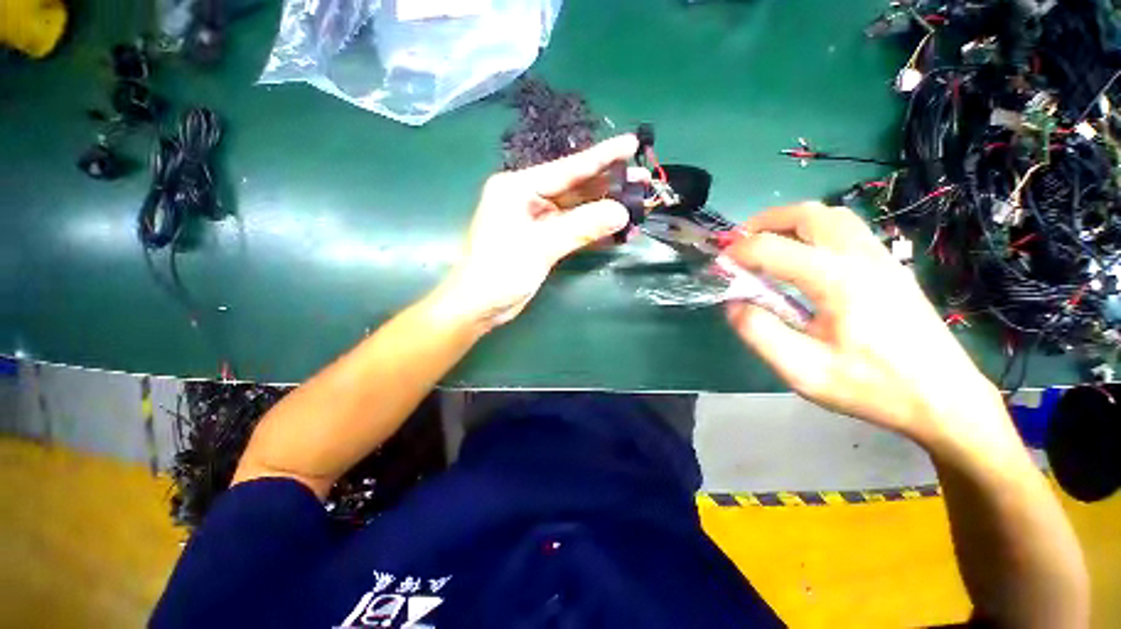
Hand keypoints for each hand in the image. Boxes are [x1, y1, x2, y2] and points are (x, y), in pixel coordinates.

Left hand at [438, 135, 647, 327]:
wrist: (480, 306)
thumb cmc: (501, 270)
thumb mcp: (541, 245)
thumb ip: (582, 227)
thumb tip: (621, 212)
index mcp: (519, 187)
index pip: (568, 168)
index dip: (602, 157)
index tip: (632, 144)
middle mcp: (528, 198)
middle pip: (575, 188)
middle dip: (609, 186)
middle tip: (643, 181)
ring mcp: (537, 220)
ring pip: (577, 210)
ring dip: (604, 212)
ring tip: (637, 208)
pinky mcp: (543, 240)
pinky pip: (573, 230)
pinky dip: (593, 232)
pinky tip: (617, 233)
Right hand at [723, 202, 1009, 448]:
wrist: (944, 400)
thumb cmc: (872, 388)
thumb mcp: (804, 371)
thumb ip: (760, 333)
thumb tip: (733, 303)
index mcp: (837, 280)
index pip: (772, 248)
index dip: (738, 251)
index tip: (717, 264)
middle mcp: (861, 257)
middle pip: (808, 214)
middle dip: (765, 221)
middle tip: (739, 241)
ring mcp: (881, 258)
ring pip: (831, 216)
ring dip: (791, 221)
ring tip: (766, 242)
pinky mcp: (889, 267)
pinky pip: (845, 230)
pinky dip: (813, 230)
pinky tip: (802, 256)